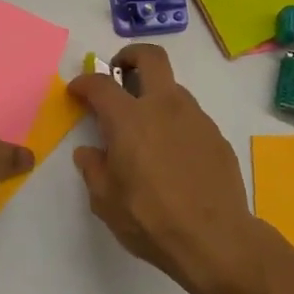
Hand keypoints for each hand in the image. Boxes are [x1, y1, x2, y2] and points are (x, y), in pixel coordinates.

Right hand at [69, 45, 271, 293]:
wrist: (215, 238)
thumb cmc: (151, 220)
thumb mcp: (106, 201)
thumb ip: (94, 169)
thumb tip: (89, 152)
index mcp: (130, 119)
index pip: (101, 84)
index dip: (84, 82)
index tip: (77, 90)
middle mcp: (165, 107)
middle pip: (150, 57)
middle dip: (130, 56)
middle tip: (119, 72)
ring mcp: (196, 118)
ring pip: (173, 88)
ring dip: (155, 95)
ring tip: (145, 128)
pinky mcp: (216, 135)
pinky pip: (191, 116)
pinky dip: (175, 122)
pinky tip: (173, 154)